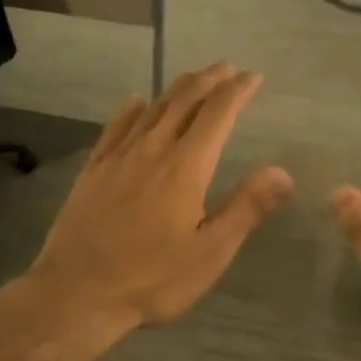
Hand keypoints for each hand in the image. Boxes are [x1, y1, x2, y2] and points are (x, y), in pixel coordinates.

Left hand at [25, 62, 293, 343]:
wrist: (76, 292)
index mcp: (186, 166)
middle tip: (227, 68)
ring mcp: (118, 156)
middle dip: (210, 80)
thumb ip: (247, 208)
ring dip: (177, 88)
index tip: (253, 76)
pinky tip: (136, 102)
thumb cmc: (151, 278)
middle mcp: (153, 149)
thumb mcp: (210, 252)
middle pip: (185, 100)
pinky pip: (116, 126)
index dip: (238, 90)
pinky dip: (132, 109)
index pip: (218, 113)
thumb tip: (284, 172)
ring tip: (194, 78)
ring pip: (153, 108)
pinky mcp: (94, 169)